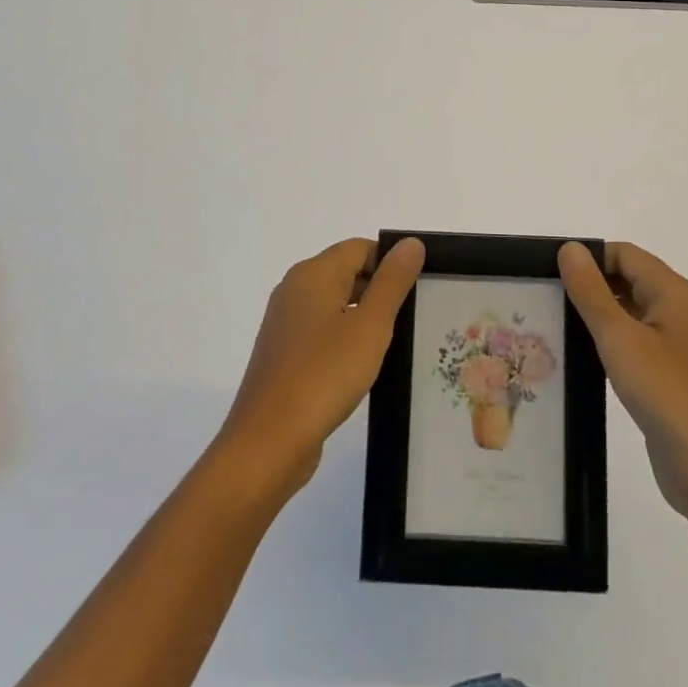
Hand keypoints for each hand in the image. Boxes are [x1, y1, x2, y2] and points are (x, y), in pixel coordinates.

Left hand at [218, 237, 424, 494]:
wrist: (268, 443)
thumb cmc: (324, 375)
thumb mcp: (370, 326)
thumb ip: (392, 282)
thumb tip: (411, 243)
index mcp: (313, 274)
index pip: (360, 248)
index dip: (391, 262)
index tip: (419, 288)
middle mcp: (294, 289)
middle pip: (347, 272)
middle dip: (380, 289)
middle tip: (414, 315)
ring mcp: (286, 323)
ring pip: (335, 303)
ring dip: (364, 317)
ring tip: (395, 342)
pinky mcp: (284, 354)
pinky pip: (322, 331)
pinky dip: (345, 339)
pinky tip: (363, 365)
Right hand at [559, 241, 687, 527]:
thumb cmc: (669, 395)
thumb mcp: (621, 338)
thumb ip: (591, 292)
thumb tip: (570, 248)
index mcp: (673, 292)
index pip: (624, 254)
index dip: (587, 258)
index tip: (547, 274)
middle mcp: (679, 311)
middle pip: (627, 280)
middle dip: (587, 286)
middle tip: (541, 300)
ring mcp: (677, 347)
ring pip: (628, 315)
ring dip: (595, 318)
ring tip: (550, 326)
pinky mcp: (670, 378)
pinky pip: (634, 346)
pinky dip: (608, 346)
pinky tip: (578, 360)